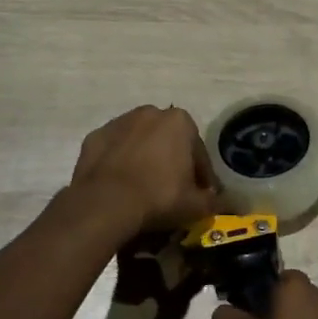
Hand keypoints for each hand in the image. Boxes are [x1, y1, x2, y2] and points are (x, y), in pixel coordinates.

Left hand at [70, 106, 216, 235]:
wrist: (106, 203)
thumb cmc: (159, 197)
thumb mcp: (196, 205)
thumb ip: (214, 201)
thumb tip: (224, 202)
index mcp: (180, 121)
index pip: (198, 152)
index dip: (201, 176)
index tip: (200, 195)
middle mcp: (150, 113)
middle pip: (168, 141)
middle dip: (172, 161)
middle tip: (173, 191)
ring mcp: (118, 123)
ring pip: (140, 143)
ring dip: (145, 159)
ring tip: (145, 189)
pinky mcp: (94, 137)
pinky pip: (114, 151)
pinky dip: (119, 163)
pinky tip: (121, 186)